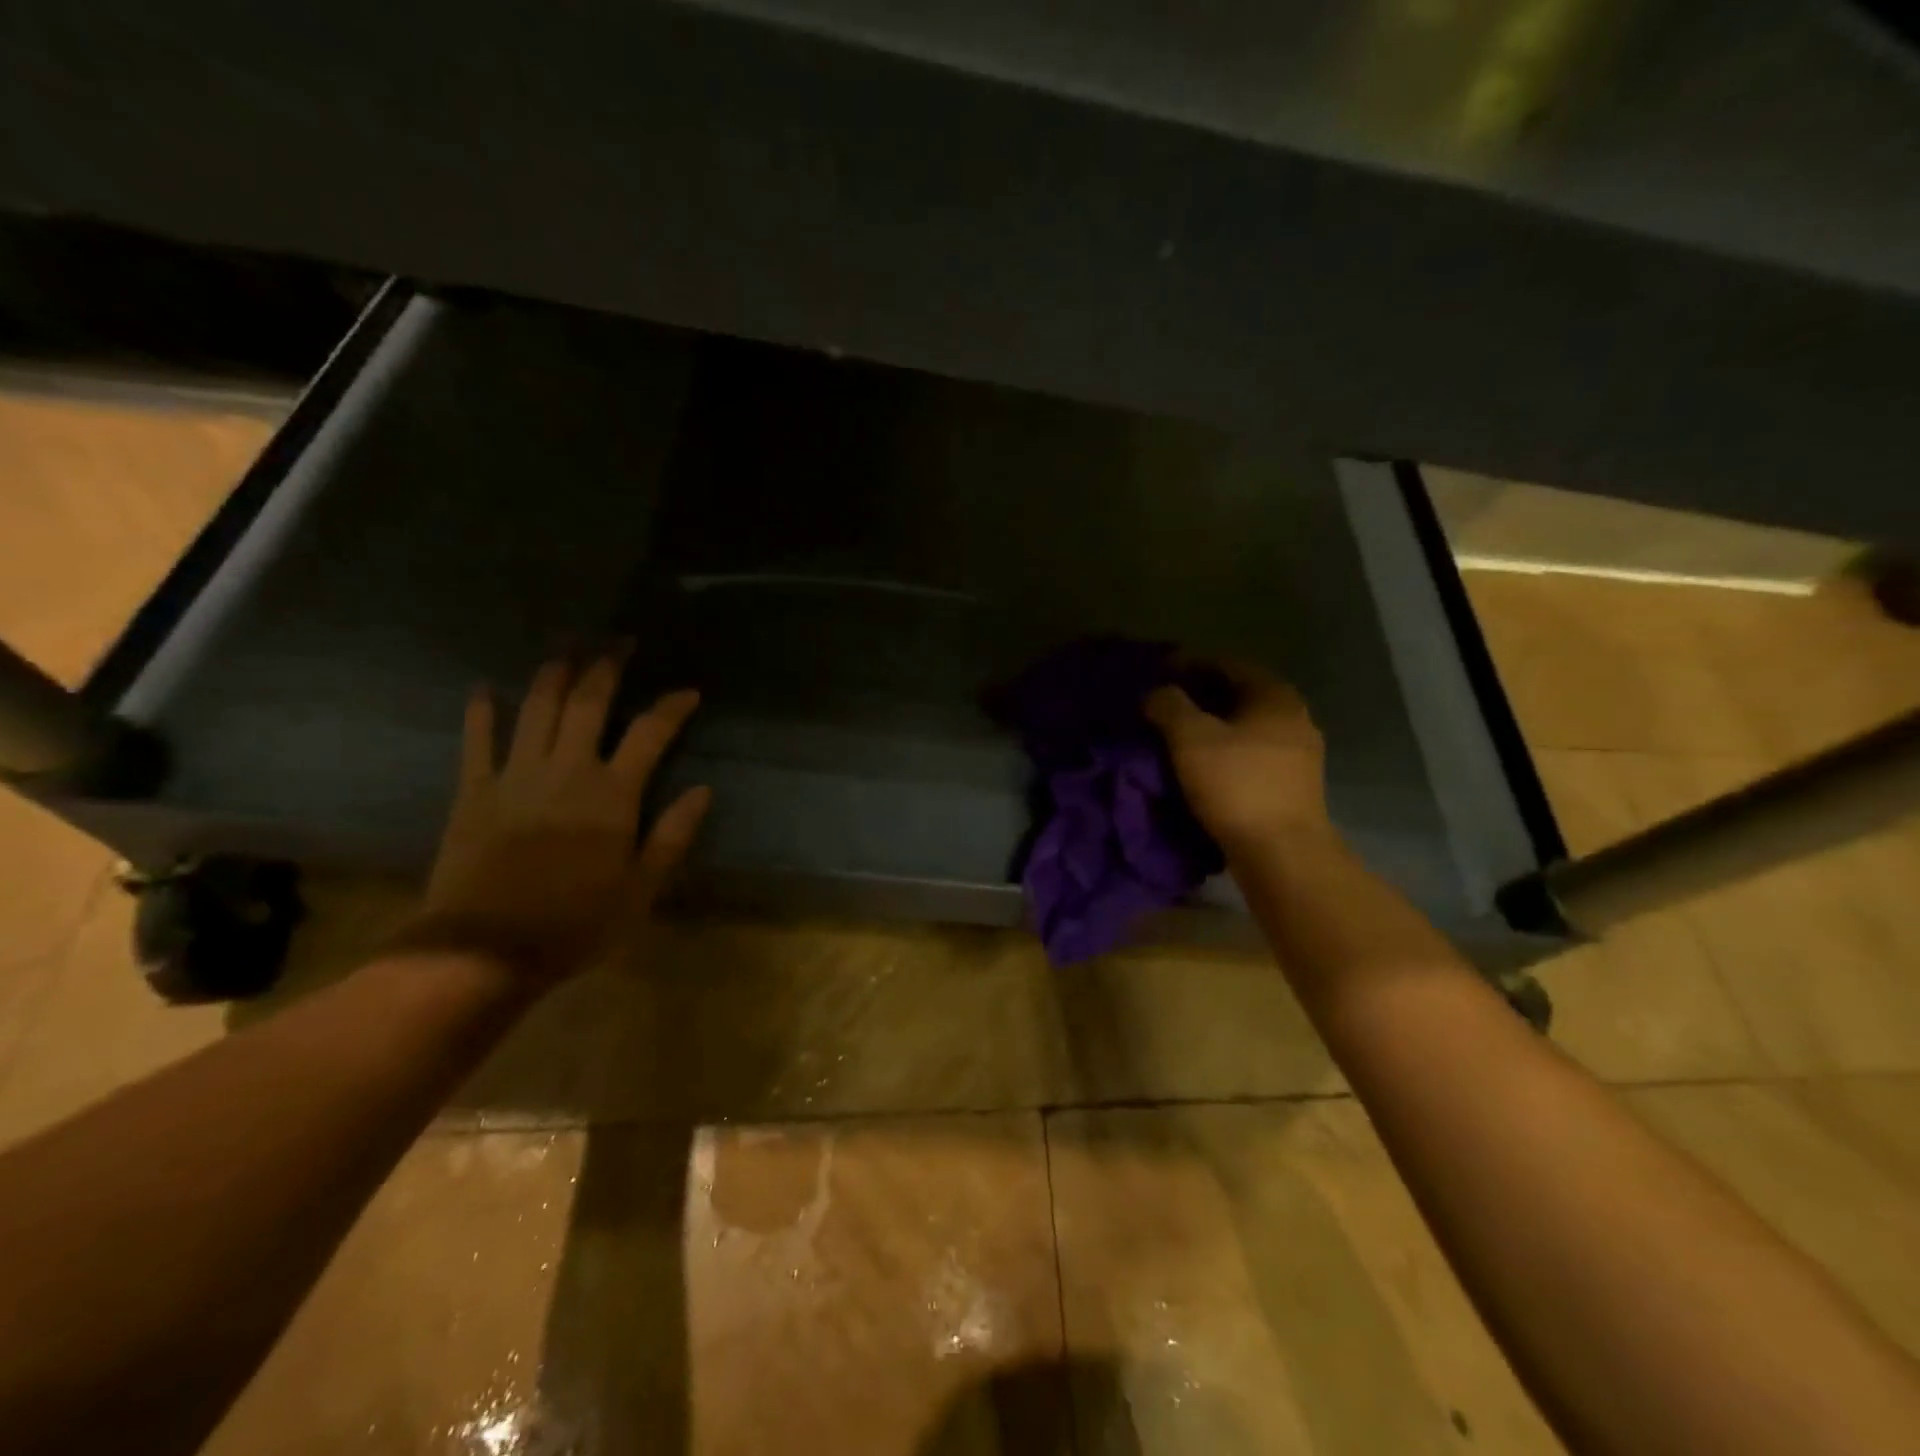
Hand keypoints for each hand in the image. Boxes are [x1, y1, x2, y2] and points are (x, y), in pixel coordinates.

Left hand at [398, 655, 709, 981]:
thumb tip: (702, 790)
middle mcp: (566, 770)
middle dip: (607, 668)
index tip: (688, 691)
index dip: (671, 707)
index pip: (650, 733)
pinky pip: (478, 740)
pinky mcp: (474, 791)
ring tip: (565, 650)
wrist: (484, 948)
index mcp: (612, 794)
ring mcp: (515, 775)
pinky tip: (485, 688)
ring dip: (553, 675)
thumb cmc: (576, 922)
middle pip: (588, 703)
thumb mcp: (641, 888)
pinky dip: (482, 711)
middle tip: (619, 642)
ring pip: (536, 709)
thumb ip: (672, 835)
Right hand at [1145, 660, 1333, 855]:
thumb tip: (1156, 692)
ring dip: (1212, 726)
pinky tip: (1203, 764)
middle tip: (1163, 706)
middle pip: (1239, 694)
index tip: (1158, 675)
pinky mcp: (1294, 784)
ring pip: (1246, 726)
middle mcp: (1294, 716)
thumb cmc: (1235, 785)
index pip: (1227, 664)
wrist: (1282, 853)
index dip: (1189, 665)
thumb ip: (1168, 706)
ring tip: (1176, 737)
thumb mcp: (1190, 738)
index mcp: (1274, 695)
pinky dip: (1226, 751)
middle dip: (1199, 696)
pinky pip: (1253, 753)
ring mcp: (1299, 753)